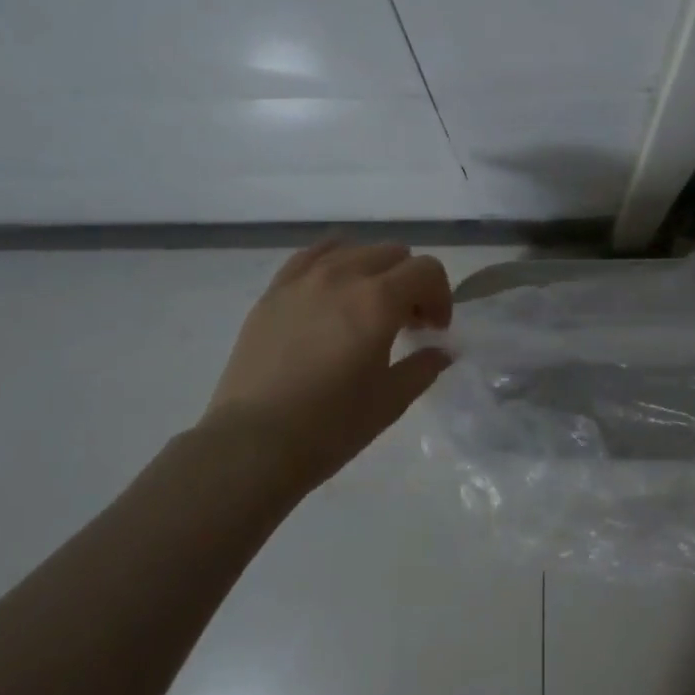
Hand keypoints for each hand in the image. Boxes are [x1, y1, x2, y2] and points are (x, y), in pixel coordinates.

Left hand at [202, 241, 453, 494]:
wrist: (252, 445)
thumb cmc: (329, 427)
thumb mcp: (390, 401)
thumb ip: (423, 367)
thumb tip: (441, 351)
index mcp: (378, 301)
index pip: (427, 270)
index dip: (440, 297)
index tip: (433, 330)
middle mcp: (343, 275)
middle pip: (394, 254)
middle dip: (410, 283)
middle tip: (405, 323)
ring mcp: (304, 279)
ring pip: (355, 249)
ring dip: (374, 271)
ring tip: (367, 308)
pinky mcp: (275, 290)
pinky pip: (312, 255)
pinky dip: (334, 263)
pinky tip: (333, 290)